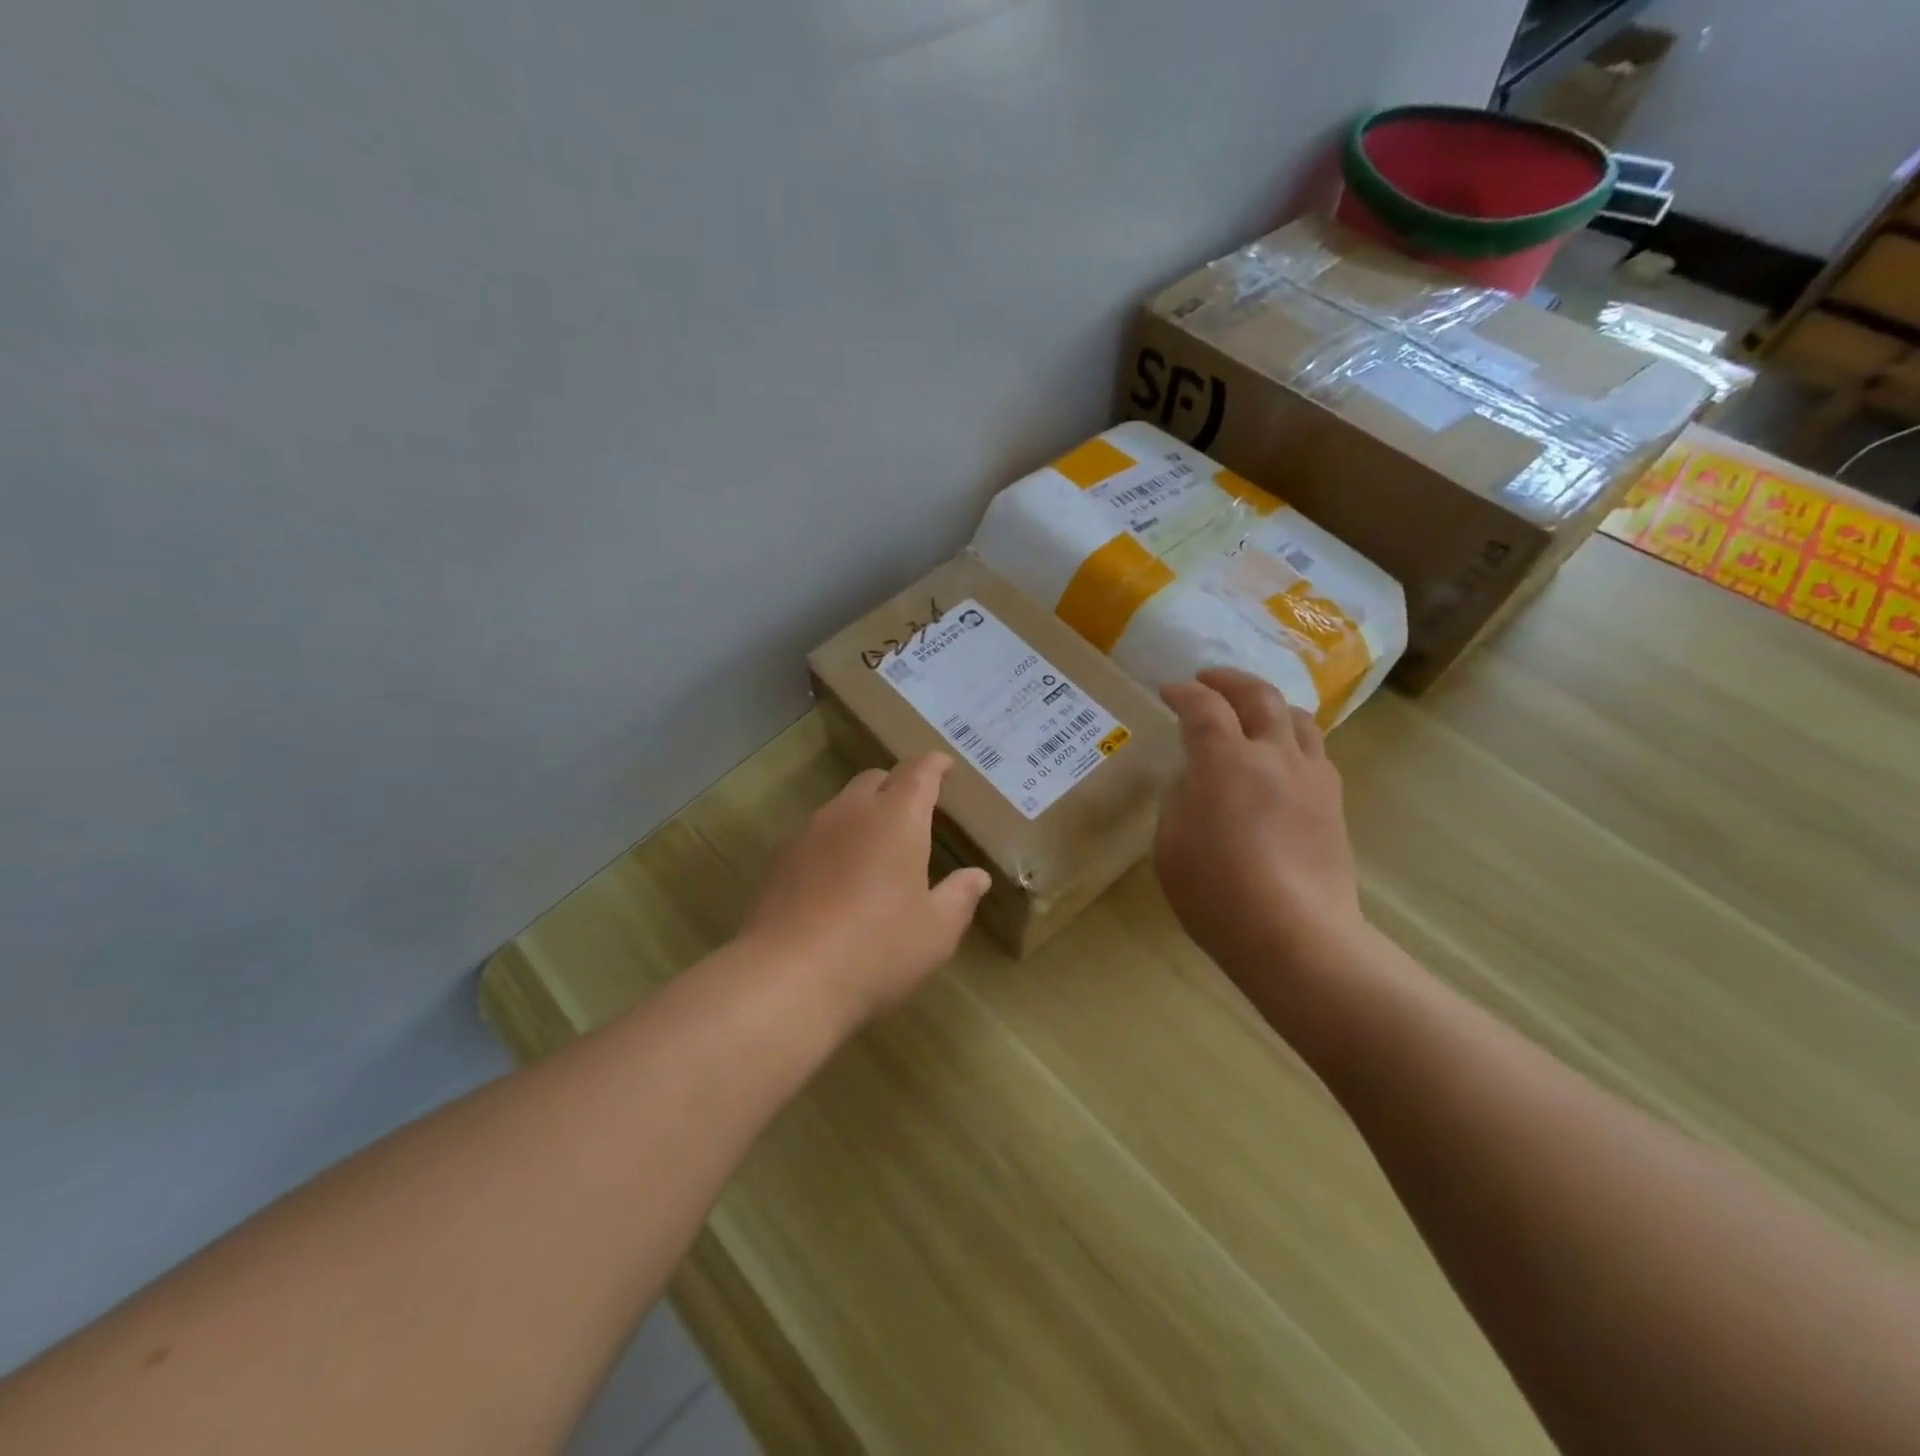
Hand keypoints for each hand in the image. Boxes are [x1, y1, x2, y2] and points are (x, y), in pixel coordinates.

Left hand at [741, 754, 990, 1024]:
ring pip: (842, 805)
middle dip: (897, 786)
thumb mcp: (936, 931)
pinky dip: (834, 841)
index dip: (934, 765)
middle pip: (875, 779)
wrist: (788, 978)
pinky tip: (836, 877)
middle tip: (913, 811)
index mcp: (897, 819)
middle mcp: (852, 812)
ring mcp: (810, 832)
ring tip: (875, 846)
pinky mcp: (780, 859)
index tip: (943, 765)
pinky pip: (815, 834)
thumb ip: (959, 897)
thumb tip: (976, 877)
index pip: (919, 773)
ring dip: (862, 813)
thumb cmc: (878, 949)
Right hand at [1155, 669, 1364, 976]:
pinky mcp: (1333, 803)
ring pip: (1297, 717)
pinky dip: (1293, 737)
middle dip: (1230, 680)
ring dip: (1269, 703)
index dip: (1183, 693)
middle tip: (1208, 680)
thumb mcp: (1170, 844)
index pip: (1203, 707)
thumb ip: (1180, 800)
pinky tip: (1281, 756)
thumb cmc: (1216, 892)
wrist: (1294, 934)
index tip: (1169, 692)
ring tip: (1252, 710)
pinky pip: (1315, 751)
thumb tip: (1195, 781)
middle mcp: (1273, 755)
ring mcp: (1310, 776)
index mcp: (1225, 760)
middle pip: (1259, 695)